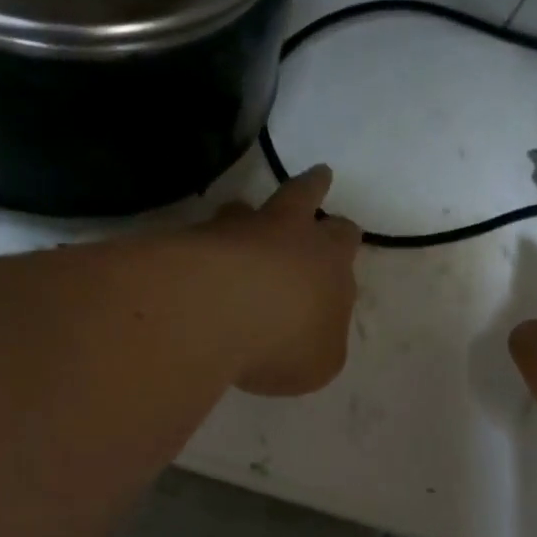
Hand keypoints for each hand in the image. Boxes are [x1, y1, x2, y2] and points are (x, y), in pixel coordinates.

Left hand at [201, 166, 362, 396]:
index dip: (344, 238)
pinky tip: (199, 261)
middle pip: (304, 196)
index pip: (344, 238)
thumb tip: (313, 332)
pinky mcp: (191, 240)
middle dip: (314, 187)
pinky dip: (206, 243)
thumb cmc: (284, 340)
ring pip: (247, 208)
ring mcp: (236, 231)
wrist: (214, 312)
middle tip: (320, 175)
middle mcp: (286, 234)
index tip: (345, 236)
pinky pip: (203, 235)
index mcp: (328, 262)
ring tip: (243, 215)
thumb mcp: (320, 361)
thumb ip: (321, 341)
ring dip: (249, 213)